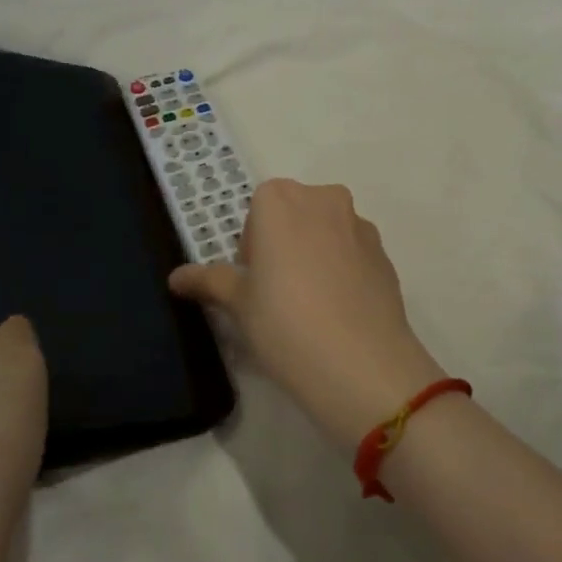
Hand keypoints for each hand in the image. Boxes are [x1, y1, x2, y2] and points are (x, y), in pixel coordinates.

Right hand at [169, 179, 445, 451]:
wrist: (361, 363)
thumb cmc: (284, 323)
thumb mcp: (238, 304)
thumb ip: (209, 281)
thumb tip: (176, 278)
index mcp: (280, 200)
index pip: (257, 210)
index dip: (252, 246)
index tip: (254, 282)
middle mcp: (323, 199)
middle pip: (293, 214)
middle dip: (283, 244)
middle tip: (276, 293)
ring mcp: (360, 224)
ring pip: (326, 231)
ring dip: (314, 254)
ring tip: (310, 306)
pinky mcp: (385, 252)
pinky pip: (353, 252)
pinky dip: (343, 270)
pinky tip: (339, 312)